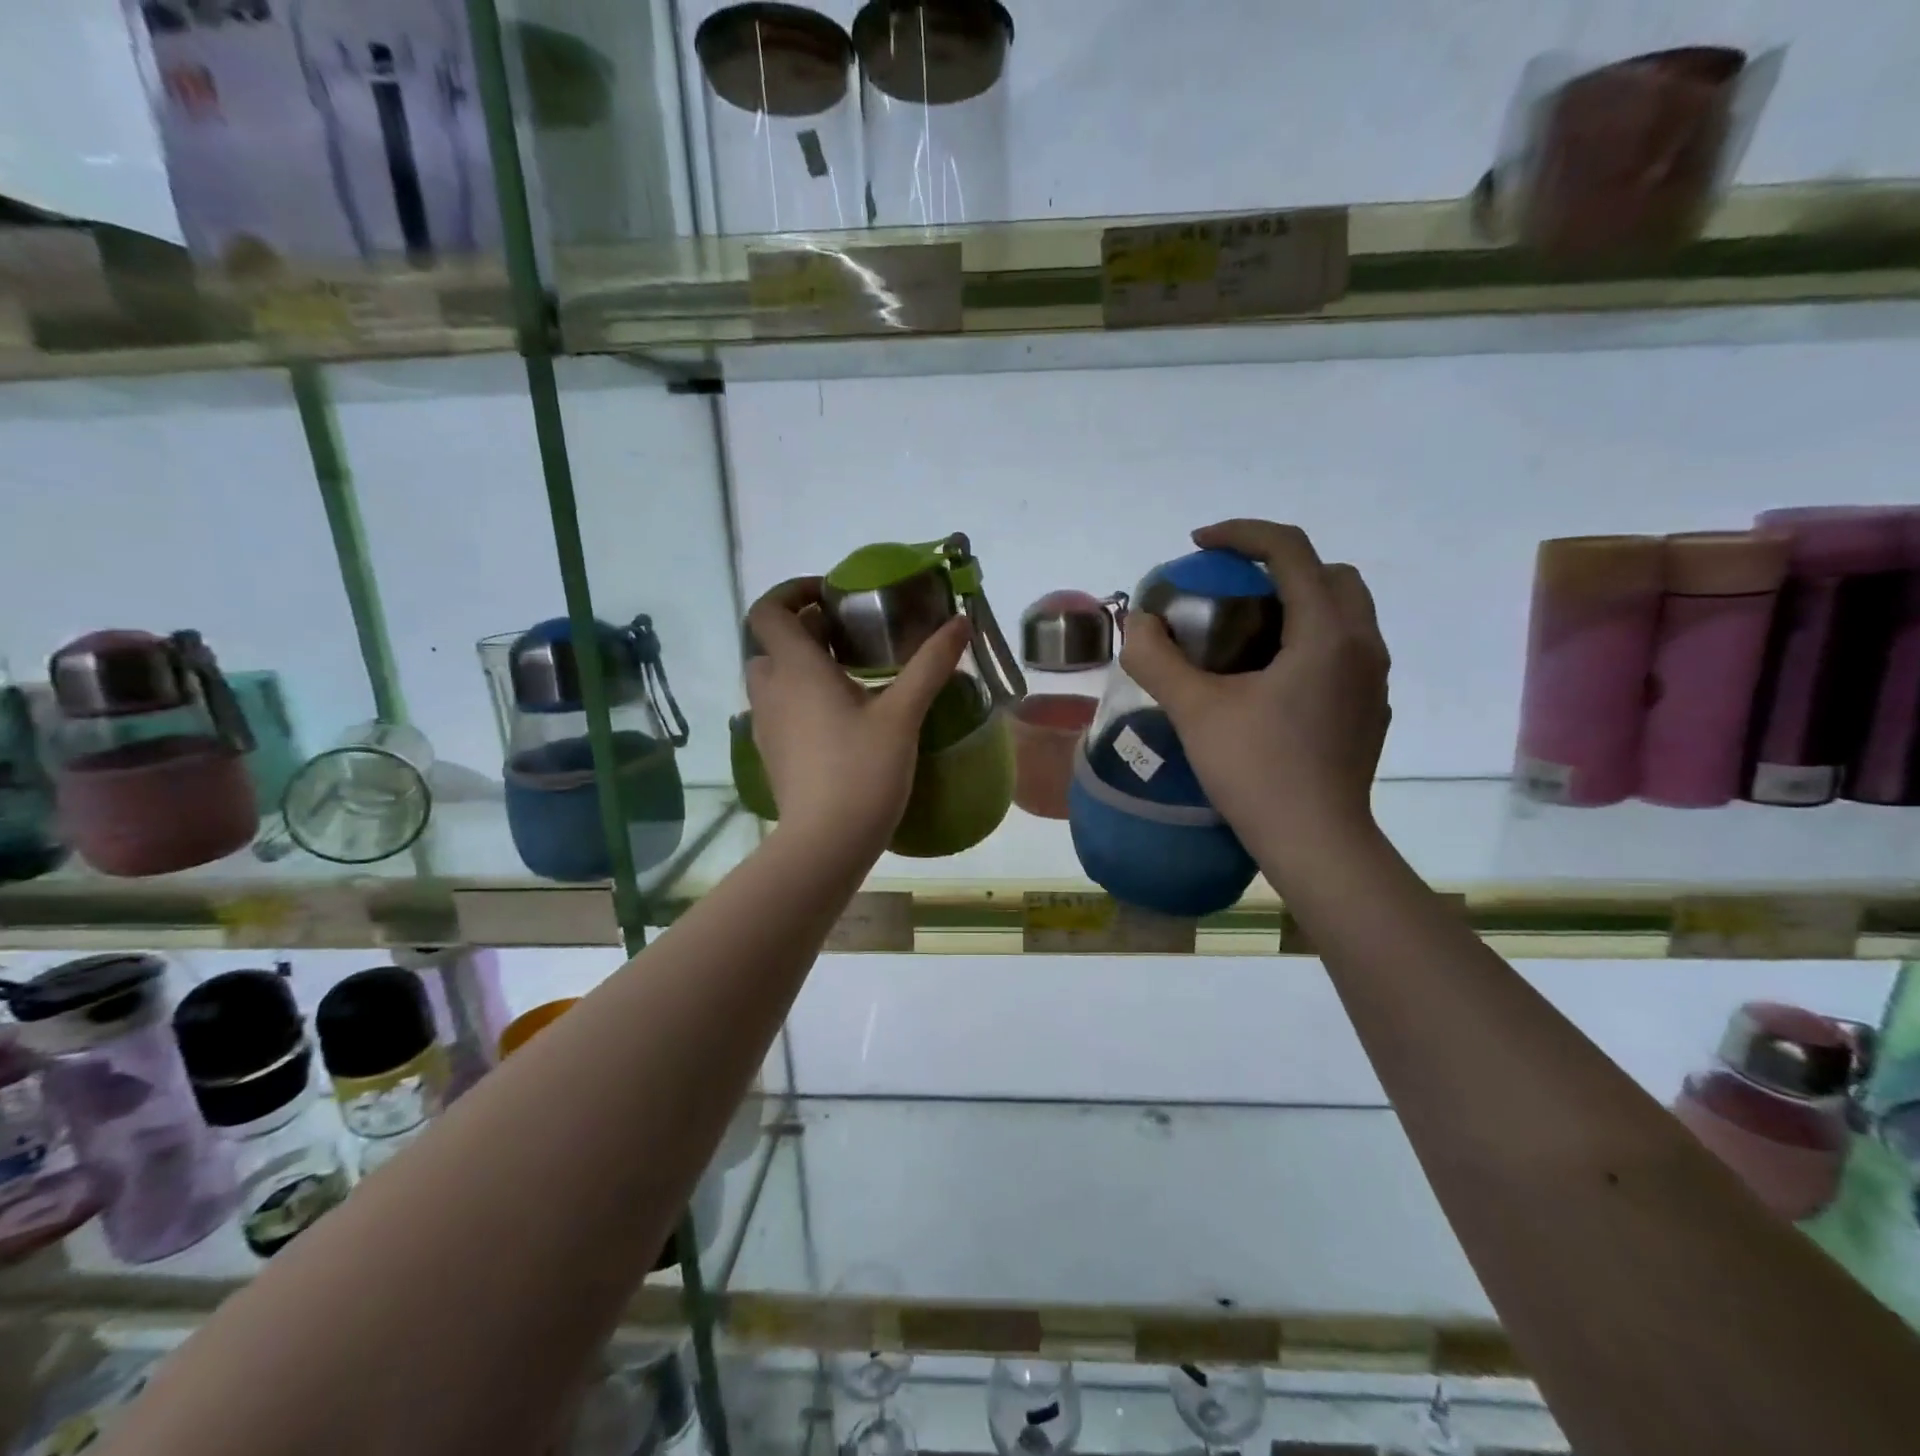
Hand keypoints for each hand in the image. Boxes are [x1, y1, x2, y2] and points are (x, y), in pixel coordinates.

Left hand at [744, 578, 970, 854]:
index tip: (830, 596)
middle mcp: (771, 690)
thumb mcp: (903, 714)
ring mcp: (766, 725)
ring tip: (848, 676)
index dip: (792, 591)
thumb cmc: (862, 770)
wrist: (826, 842)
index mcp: (796, 669)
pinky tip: (840, 719)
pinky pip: (779, 709)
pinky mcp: (771, 753)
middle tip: (850, 637)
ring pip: (773, 678)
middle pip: (771, 642)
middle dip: (804, 631)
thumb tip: (960, 622)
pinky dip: (800, 698)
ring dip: (801, 665)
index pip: (768, 610)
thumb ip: (931, 664)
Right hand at [1120, 521, 1389, 861]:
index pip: (1291, 550)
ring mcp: (1372, 680)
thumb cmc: (1257, 771)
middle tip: (1230, 587)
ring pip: (1344, 611)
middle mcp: (1362, 645)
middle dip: (1279, 564)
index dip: (1241, 534)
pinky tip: (1270, 677)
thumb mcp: (1195, 711)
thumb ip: (1159, 660)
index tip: (1198, 545)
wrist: (1315, 842)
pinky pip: (1344, 649)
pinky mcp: (1369, 710)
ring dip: (1298, 601)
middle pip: (1329, 573)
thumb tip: (1138, 624)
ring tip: (1247, 629)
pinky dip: (1309, 638)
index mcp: (1326, 633)